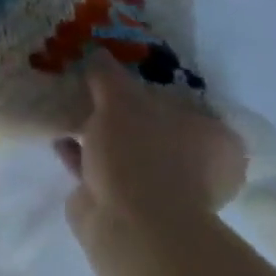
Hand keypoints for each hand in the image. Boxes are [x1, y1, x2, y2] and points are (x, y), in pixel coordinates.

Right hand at [57, 58, 245, 241]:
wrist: (130, 224)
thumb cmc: (141, 155)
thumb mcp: (120, 101)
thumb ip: (108, 76)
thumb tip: (99, 52)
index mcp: (216, 140)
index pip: (185, 105)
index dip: (150, 89)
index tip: (118, 78)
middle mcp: (199, 166)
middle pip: (154, 129)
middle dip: (120, 114)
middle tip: (88, 92)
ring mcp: (164, 189)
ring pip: (127, 152)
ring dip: (98, 135)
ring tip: (66, 111)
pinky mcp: (130, 205)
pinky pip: (103, 170)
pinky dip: (83, 156)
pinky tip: (59, 138)